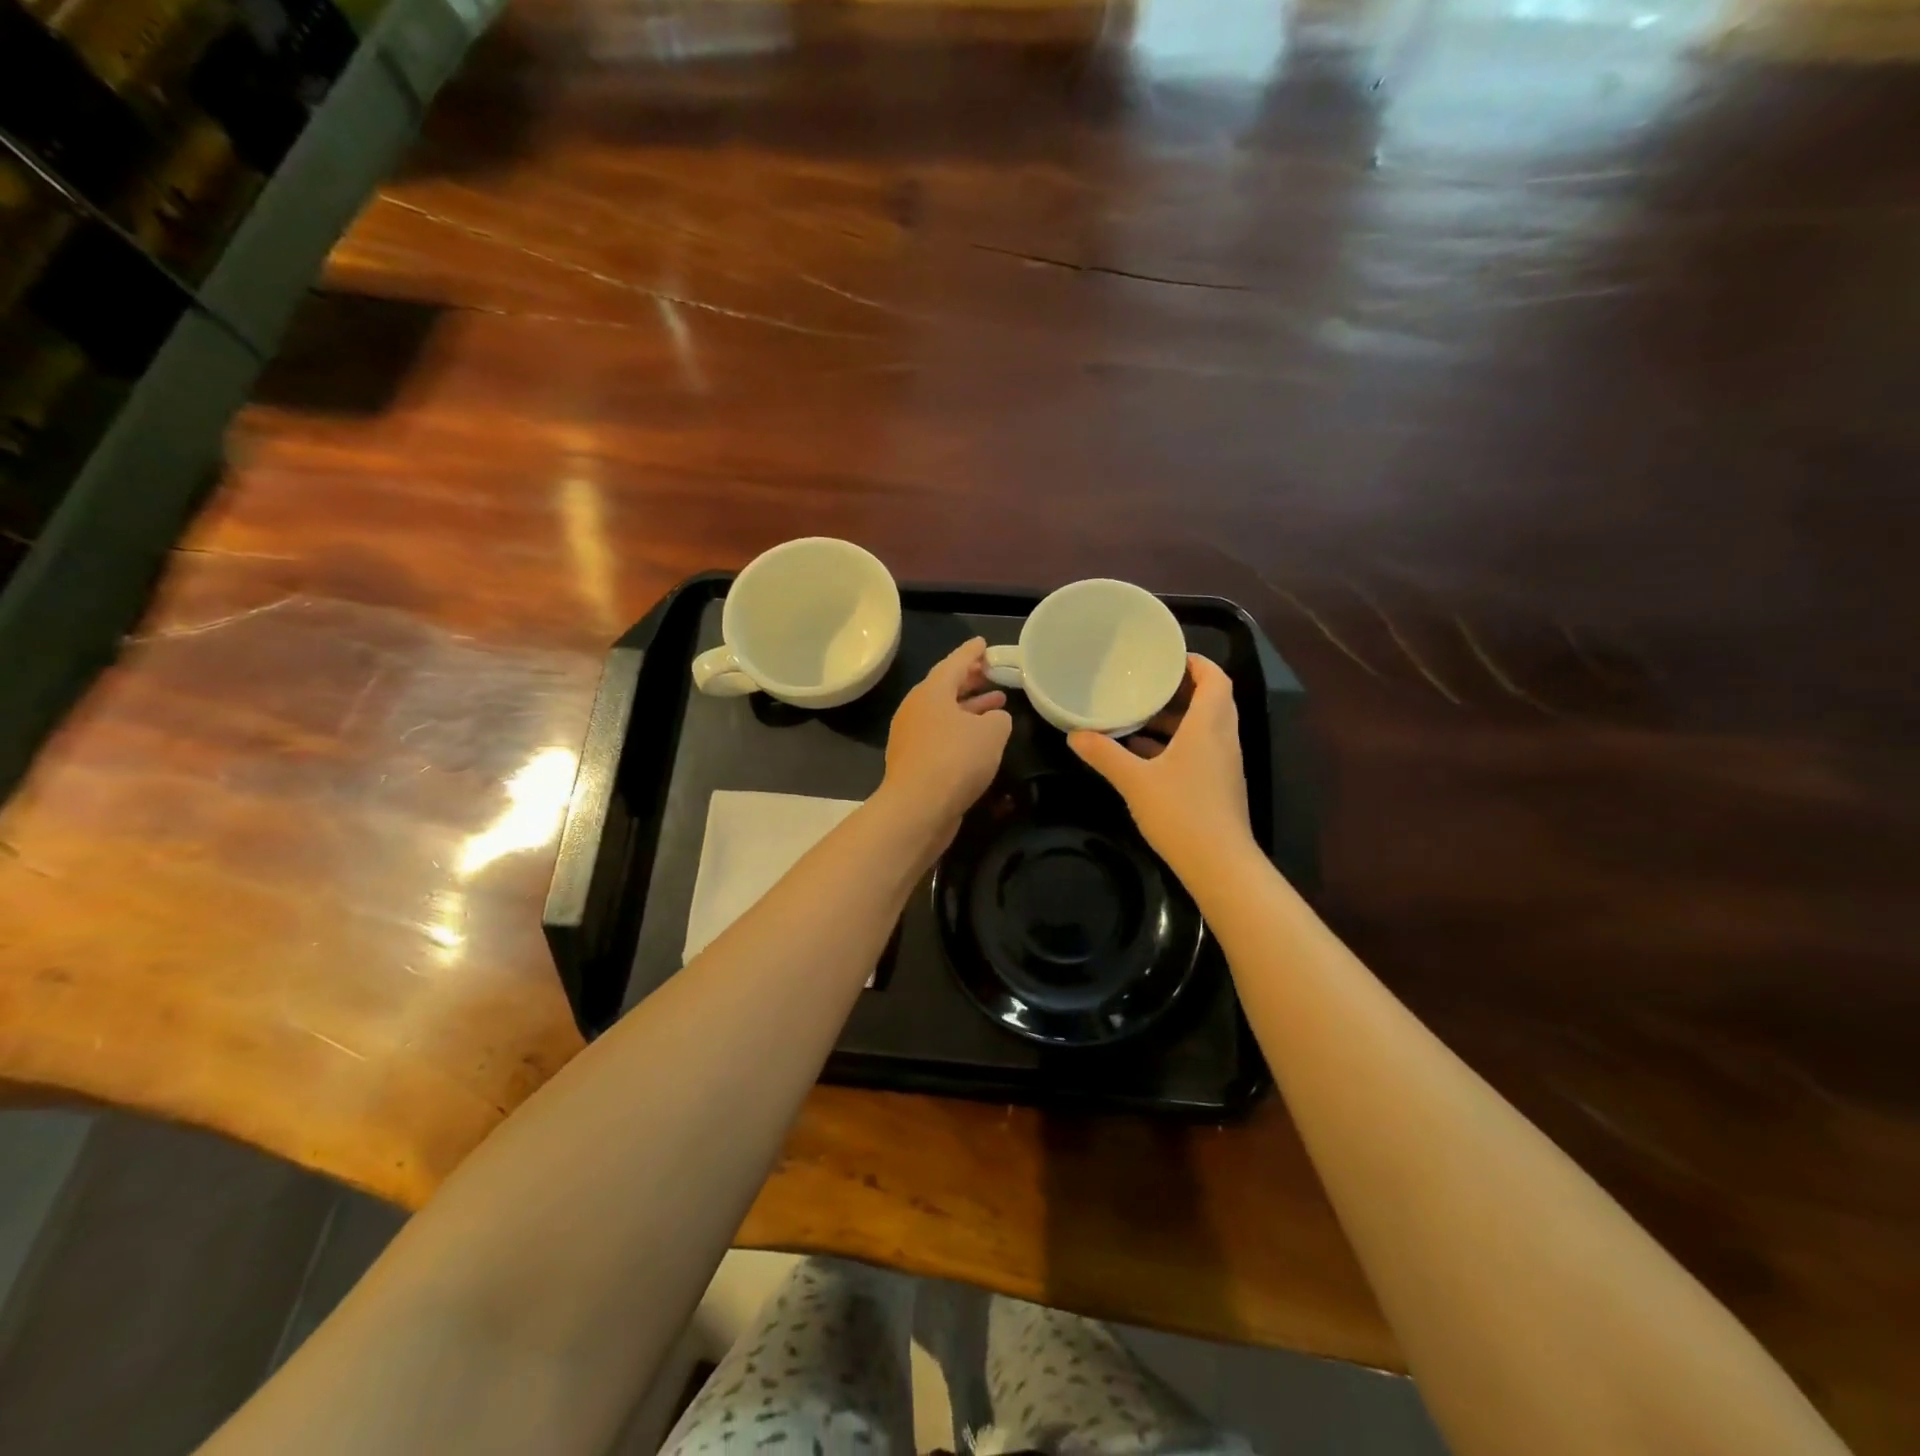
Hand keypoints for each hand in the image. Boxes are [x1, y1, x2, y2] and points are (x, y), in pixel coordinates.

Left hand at [880, 637, 1012, 832]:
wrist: (918, 808)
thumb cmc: (956, 760)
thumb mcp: (992, 733)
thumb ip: (999, 718)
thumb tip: (994, 719)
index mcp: (931, 692)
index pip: (955, 662)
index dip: (972, 652)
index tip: (984, 643)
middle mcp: (916, 709)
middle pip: (945, 687)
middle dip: (970, 679)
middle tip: (991, 672)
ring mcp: (911, 736)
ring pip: (944, 713)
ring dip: (970, 707)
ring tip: (997, 704)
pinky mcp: (914, 761)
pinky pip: (941, 735)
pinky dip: (961, 730)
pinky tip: (979, 739)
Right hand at [1068, 654, 1253, 872]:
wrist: (1220, 865)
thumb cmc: (1181, 812)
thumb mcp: (1134, 781)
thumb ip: (1105, 755)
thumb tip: (1074, 735)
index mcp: (1208, 726)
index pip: (1215, 679)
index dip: (1195, 663)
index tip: (1166, 657)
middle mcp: (1223, 738)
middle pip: (1211, 700)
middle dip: (1181, 688)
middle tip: (1146, 682)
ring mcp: (1224, 764)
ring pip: (1205, 726)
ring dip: (1177, 718)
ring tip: (1138, 714)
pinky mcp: (1219, 785)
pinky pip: (1201, 749)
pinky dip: (1177, 742)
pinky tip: (1144, 753)